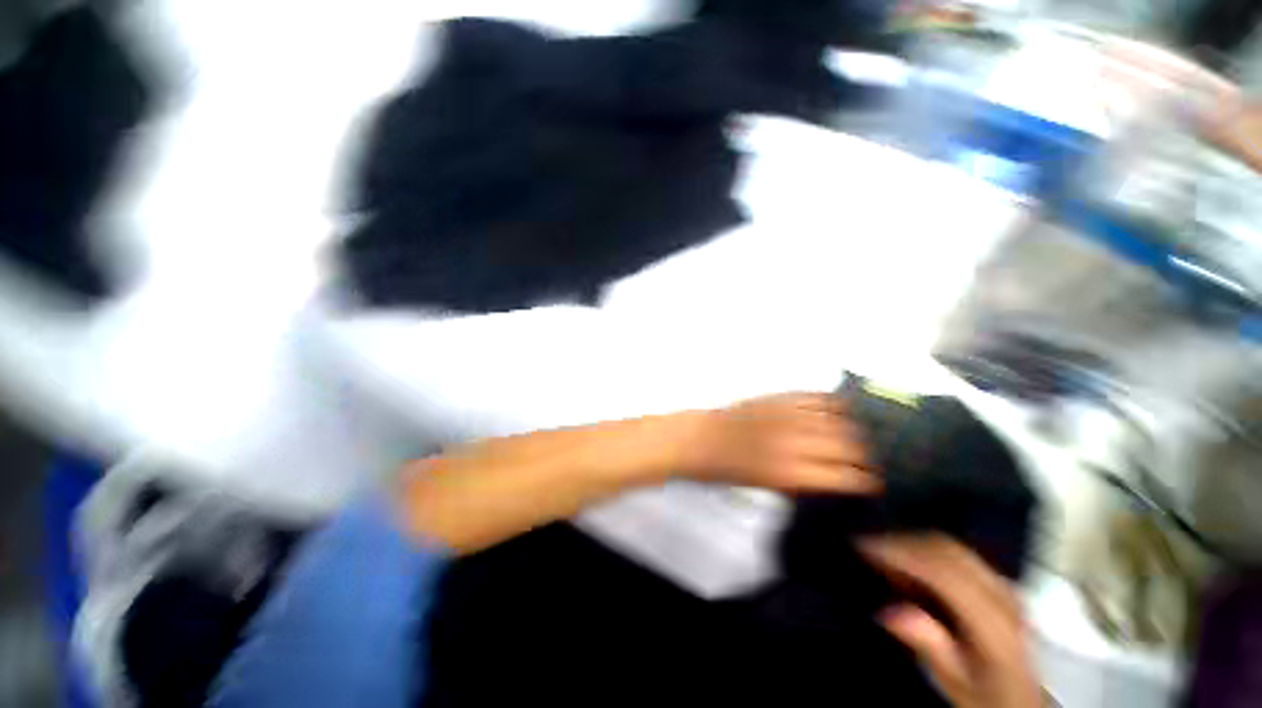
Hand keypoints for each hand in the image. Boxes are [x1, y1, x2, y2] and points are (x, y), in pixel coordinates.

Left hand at [683, 393, 877, 493]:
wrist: (701, 440)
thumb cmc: (728, 471)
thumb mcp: (766, 488)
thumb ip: (801, 483)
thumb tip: (832, 480)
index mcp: (792, 473)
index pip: (846, 477)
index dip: (866, 480)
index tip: (874, 482)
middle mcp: (795, 442)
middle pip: (849, 446)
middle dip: (865, 455)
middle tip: (869, 458)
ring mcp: (788, 415)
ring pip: (838, 419)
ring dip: (854, 428)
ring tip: (861, 434)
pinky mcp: (779, 397)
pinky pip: (816, 397)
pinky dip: (833, 403)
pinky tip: (842, 409)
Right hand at [860, 535, 1042, 707]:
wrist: (1019, 696)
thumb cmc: (984, 693)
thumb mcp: (958, 684)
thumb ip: (933, 650)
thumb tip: (891, 612)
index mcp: (996, 626)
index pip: (945, 574)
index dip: (901, 554)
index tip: (863, 547)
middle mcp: (1004, 596)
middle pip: (949, 551)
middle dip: (902, 542)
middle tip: (867, 546)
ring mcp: (1004, 584)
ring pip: (952, 545)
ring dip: (912, 542)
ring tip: (883, 551)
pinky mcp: (997, 580)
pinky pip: (956, 551)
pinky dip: (926, 548)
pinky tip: (908, 559)